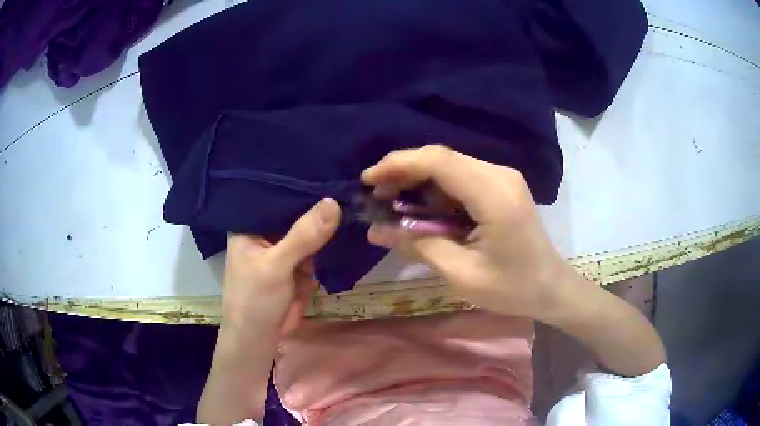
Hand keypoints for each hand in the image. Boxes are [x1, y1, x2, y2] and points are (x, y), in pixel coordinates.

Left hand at [221, 198, 340, 335]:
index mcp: (248, 225)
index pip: (276, 196)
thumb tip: (333, 203)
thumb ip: (304, 236)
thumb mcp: (277, 266)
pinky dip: (318, 260)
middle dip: (316, 216)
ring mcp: (280, 250)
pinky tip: (322, 260)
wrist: (258, 339)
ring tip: (328, 238)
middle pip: (295, 214)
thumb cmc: (255, 300)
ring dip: (320, 241)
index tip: (328, 175)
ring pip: (308, 234)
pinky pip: (313, 254)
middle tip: (343, 197)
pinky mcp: (293, 267)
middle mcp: (264, 233)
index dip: (300, 188)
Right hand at [361, 145, 565, 320]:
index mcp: (493, 194)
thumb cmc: (512, 288)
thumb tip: (375, 230)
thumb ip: (417, 246)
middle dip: (403, 172)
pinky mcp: (501, 186)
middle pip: (441, 158)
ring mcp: (502, 178)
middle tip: (377, 196)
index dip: (398, 165)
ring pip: (449, 166)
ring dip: (418, 181)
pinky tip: (422, 211)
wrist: (551, 288)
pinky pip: (460, 178)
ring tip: (393, 205)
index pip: (438, 161)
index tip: (368, 181)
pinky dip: (435, 190)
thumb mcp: (461, 274)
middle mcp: (499, 175)